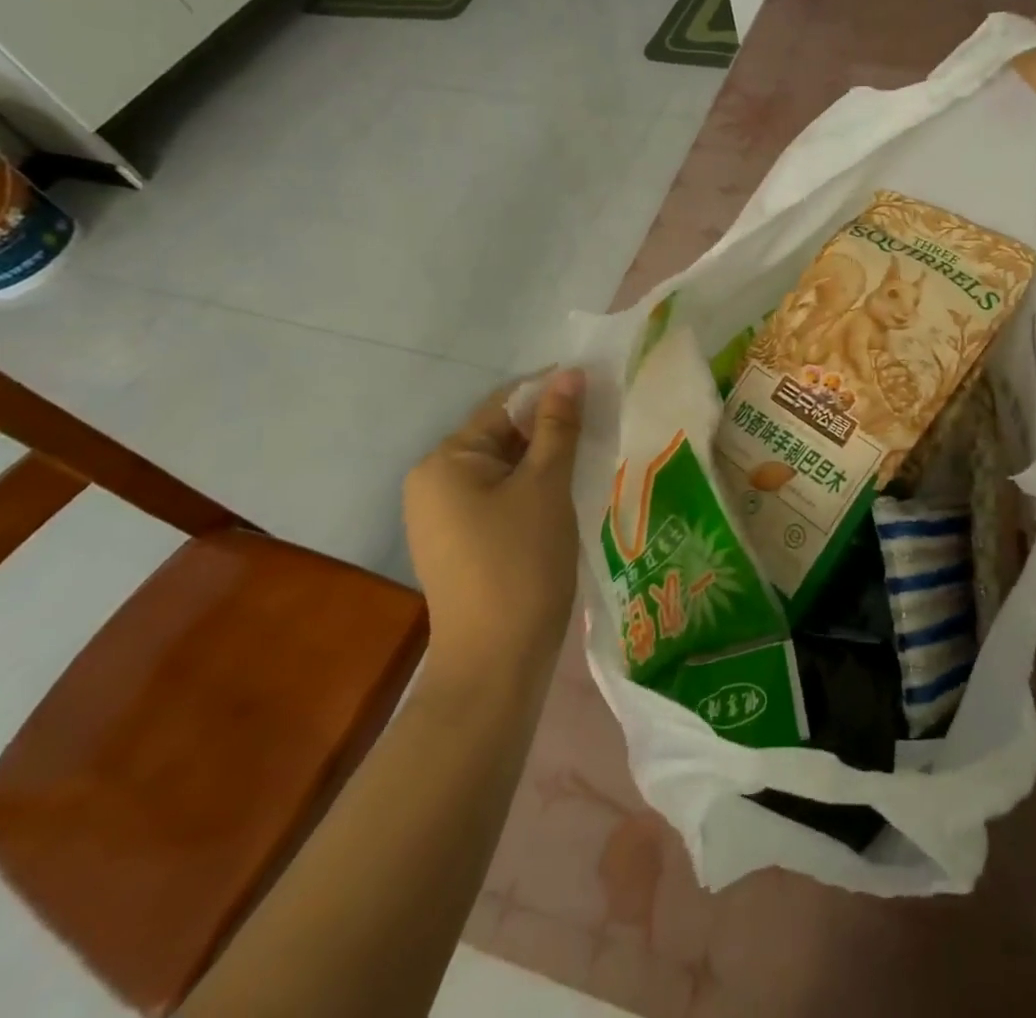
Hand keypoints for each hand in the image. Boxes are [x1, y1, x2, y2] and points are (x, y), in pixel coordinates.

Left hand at [403, 369, 584, 681]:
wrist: (496, 662)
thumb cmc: (521, 562)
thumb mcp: (546, 485)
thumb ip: (558, 425)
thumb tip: (569, 373)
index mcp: (445, 461)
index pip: (503, 405)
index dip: (551, 393)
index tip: (598, 389)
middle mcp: (433, 482)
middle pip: (501, 436)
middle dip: (550, 429)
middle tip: (603, 425)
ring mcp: (443, 517)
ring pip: (504, 469)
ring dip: (545, 460)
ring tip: (593, 456)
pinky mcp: (460, 544)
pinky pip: (499, 498)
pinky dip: (532, 489)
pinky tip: (568, 493)